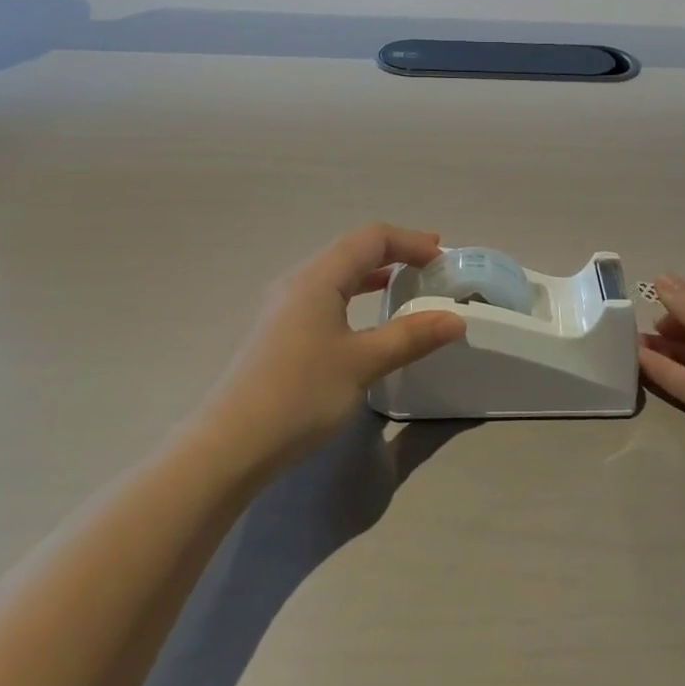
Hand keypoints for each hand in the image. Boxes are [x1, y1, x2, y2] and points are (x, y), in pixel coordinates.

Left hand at [209, 224, 465, 467]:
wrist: (229, 446)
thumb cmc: (300, 394)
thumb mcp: (364, 363)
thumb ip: (411, 337)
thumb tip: (455, 320)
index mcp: (318, 277)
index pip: (372, 238)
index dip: (411, 242)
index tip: (443, 258)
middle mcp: (298, 282)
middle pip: (353, 249)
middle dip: (395, 251)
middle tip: (430, 264)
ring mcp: (284, 307)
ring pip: (337, 274)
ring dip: (374, 273)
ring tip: (405, 283)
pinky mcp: (279, 333)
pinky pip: (325, 296)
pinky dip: (355, 295)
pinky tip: (366, 319)